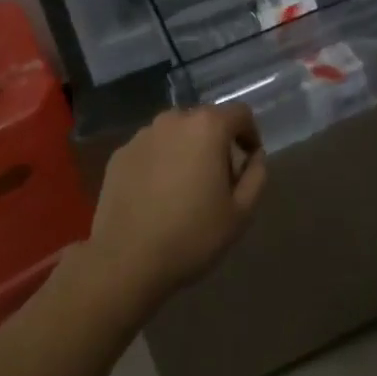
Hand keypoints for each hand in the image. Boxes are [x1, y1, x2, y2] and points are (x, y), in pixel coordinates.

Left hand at [88, 104, 266, 313]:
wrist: (124, 261)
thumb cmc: (191, 236)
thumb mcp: (241, 213)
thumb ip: (256, 175)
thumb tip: (254, 156)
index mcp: (207, 127)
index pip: (240, 114)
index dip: (250, 135)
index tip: (247, 162)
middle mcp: (174, 119)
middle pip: (206, 120)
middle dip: (217, 143)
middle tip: (218, 180)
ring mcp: (143, 135)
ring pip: (176, 133)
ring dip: (187, 150)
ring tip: (184, 188)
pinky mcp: (120, 154)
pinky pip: (151, 150)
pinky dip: (160, 162)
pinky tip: (156, 196)